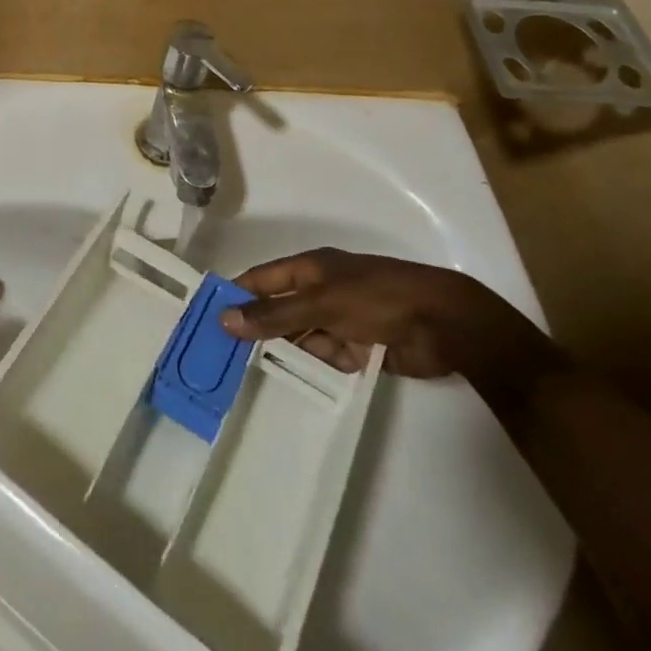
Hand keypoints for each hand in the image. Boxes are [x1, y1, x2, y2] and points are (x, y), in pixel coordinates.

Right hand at [220, 249, 558, 388]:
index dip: (235, 295)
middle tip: (225, 360)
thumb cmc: (377, 298)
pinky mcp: (361, 347)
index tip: (207, 319)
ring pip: (302, 338)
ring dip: (290, 354)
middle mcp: (321, 290)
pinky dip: (320, 368)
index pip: (261, 279)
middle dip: (259, 331)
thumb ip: (274, 315)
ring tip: (257, 378)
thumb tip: (224, 319)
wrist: (443, 324)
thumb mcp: (320, 304)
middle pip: (280, 311)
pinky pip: (328, 358)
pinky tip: (303, 382)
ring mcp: (341, 319)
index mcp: (309, 268)